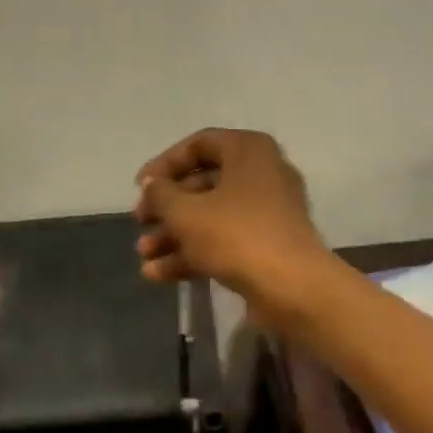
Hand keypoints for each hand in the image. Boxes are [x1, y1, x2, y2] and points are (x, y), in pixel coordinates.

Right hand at [134, 129, 331, 305]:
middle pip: (204, 183)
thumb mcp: (186, 212)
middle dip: (167, 206)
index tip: (140, 186)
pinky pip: (226, 239)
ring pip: (212, 215)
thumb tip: (152, 184)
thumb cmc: (236, 235)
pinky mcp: (269, 244)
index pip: (199, 144)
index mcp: (249, 150)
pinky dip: (195, 253)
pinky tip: (159, 275)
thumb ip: (161, 194)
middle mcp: (263, 173)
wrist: (292, 288)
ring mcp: (269, 211)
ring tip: (144, 255)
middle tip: (140, 222)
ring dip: (175, 234)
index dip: (165, 164)